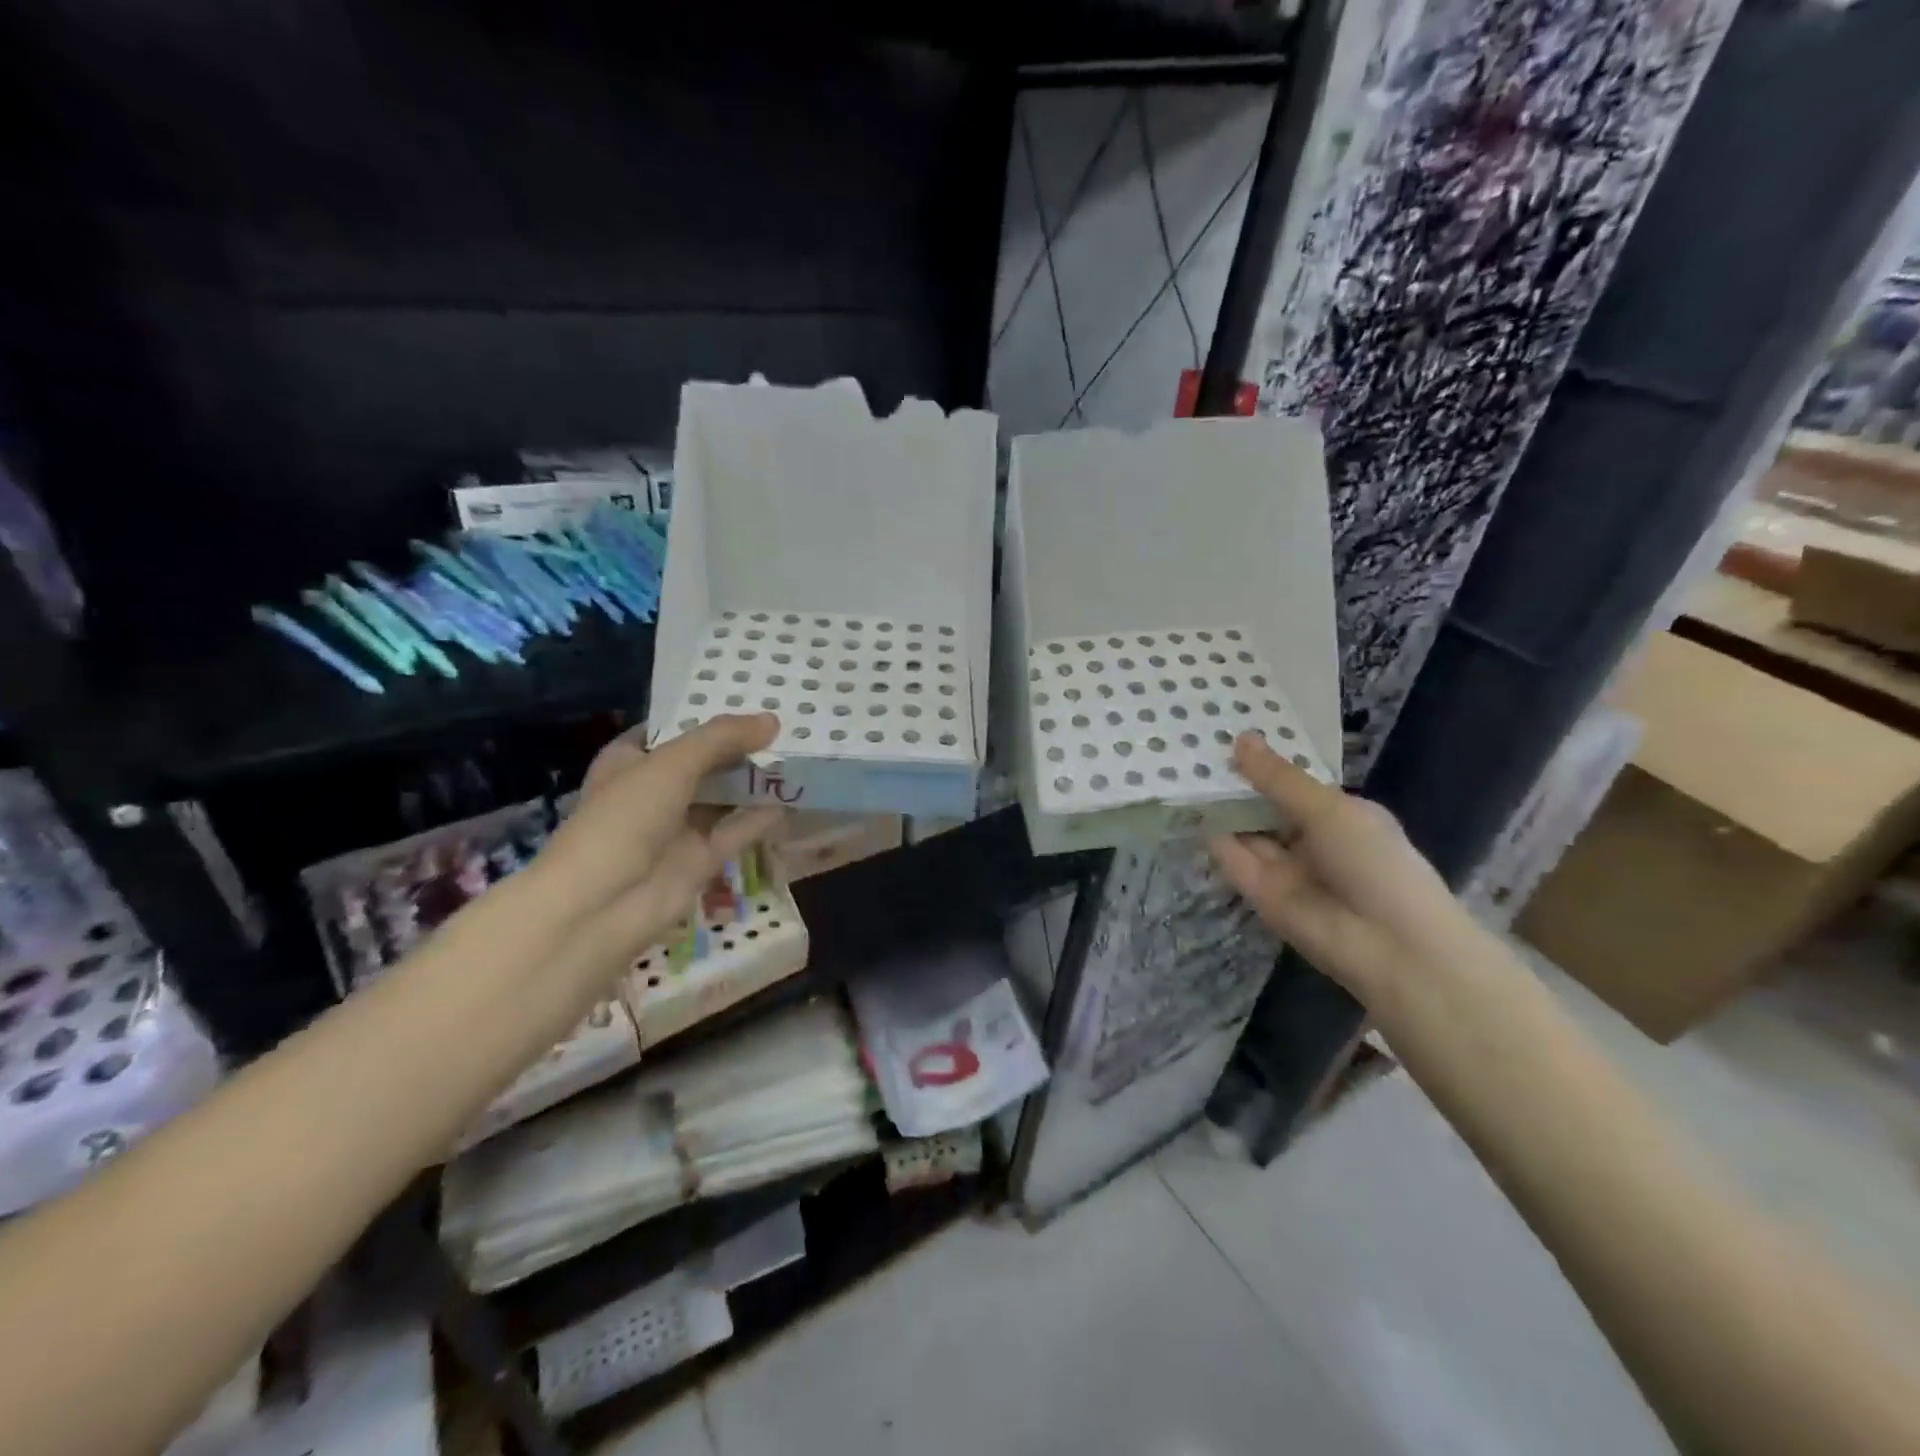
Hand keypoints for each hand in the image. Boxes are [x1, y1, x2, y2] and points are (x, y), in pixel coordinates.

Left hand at [518, 713, 783, 979]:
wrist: (602, 905)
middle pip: (705, 762)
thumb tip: (773, 721)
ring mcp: (678, 827)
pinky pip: (737, 830)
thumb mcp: (671, 764)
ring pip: (724, 796)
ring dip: (755, 780)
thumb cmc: (624, 819)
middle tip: (787, 725)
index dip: (708, 714)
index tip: (751, 698)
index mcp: (631, 760)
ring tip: (798, 755)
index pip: (673, 729)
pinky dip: (762, 816)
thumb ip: (722, 739)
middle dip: (741, 747)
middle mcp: (655, 790)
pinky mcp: (701, 858)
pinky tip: (793, 798)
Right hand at [1208, 733, 1477, 1001]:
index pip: (1294, 784)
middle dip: (1236, 782)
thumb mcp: (1328, 809)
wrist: (1388, 946)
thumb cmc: (1373, 862)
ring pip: (1246, 831)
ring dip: (1220, 807)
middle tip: (1192, 747)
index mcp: (1339, 815)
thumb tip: (1241, 738)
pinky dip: (1214, 838)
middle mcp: (1310, 839)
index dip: (1265, 762)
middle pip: (1265, 806)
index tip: (1228, 734)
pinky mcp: (1259, 893)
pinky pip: (1234, 859)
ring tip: (1180, 770)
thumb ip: (1279, 778)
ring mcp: (1283, 868)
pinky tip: (1187, 808)